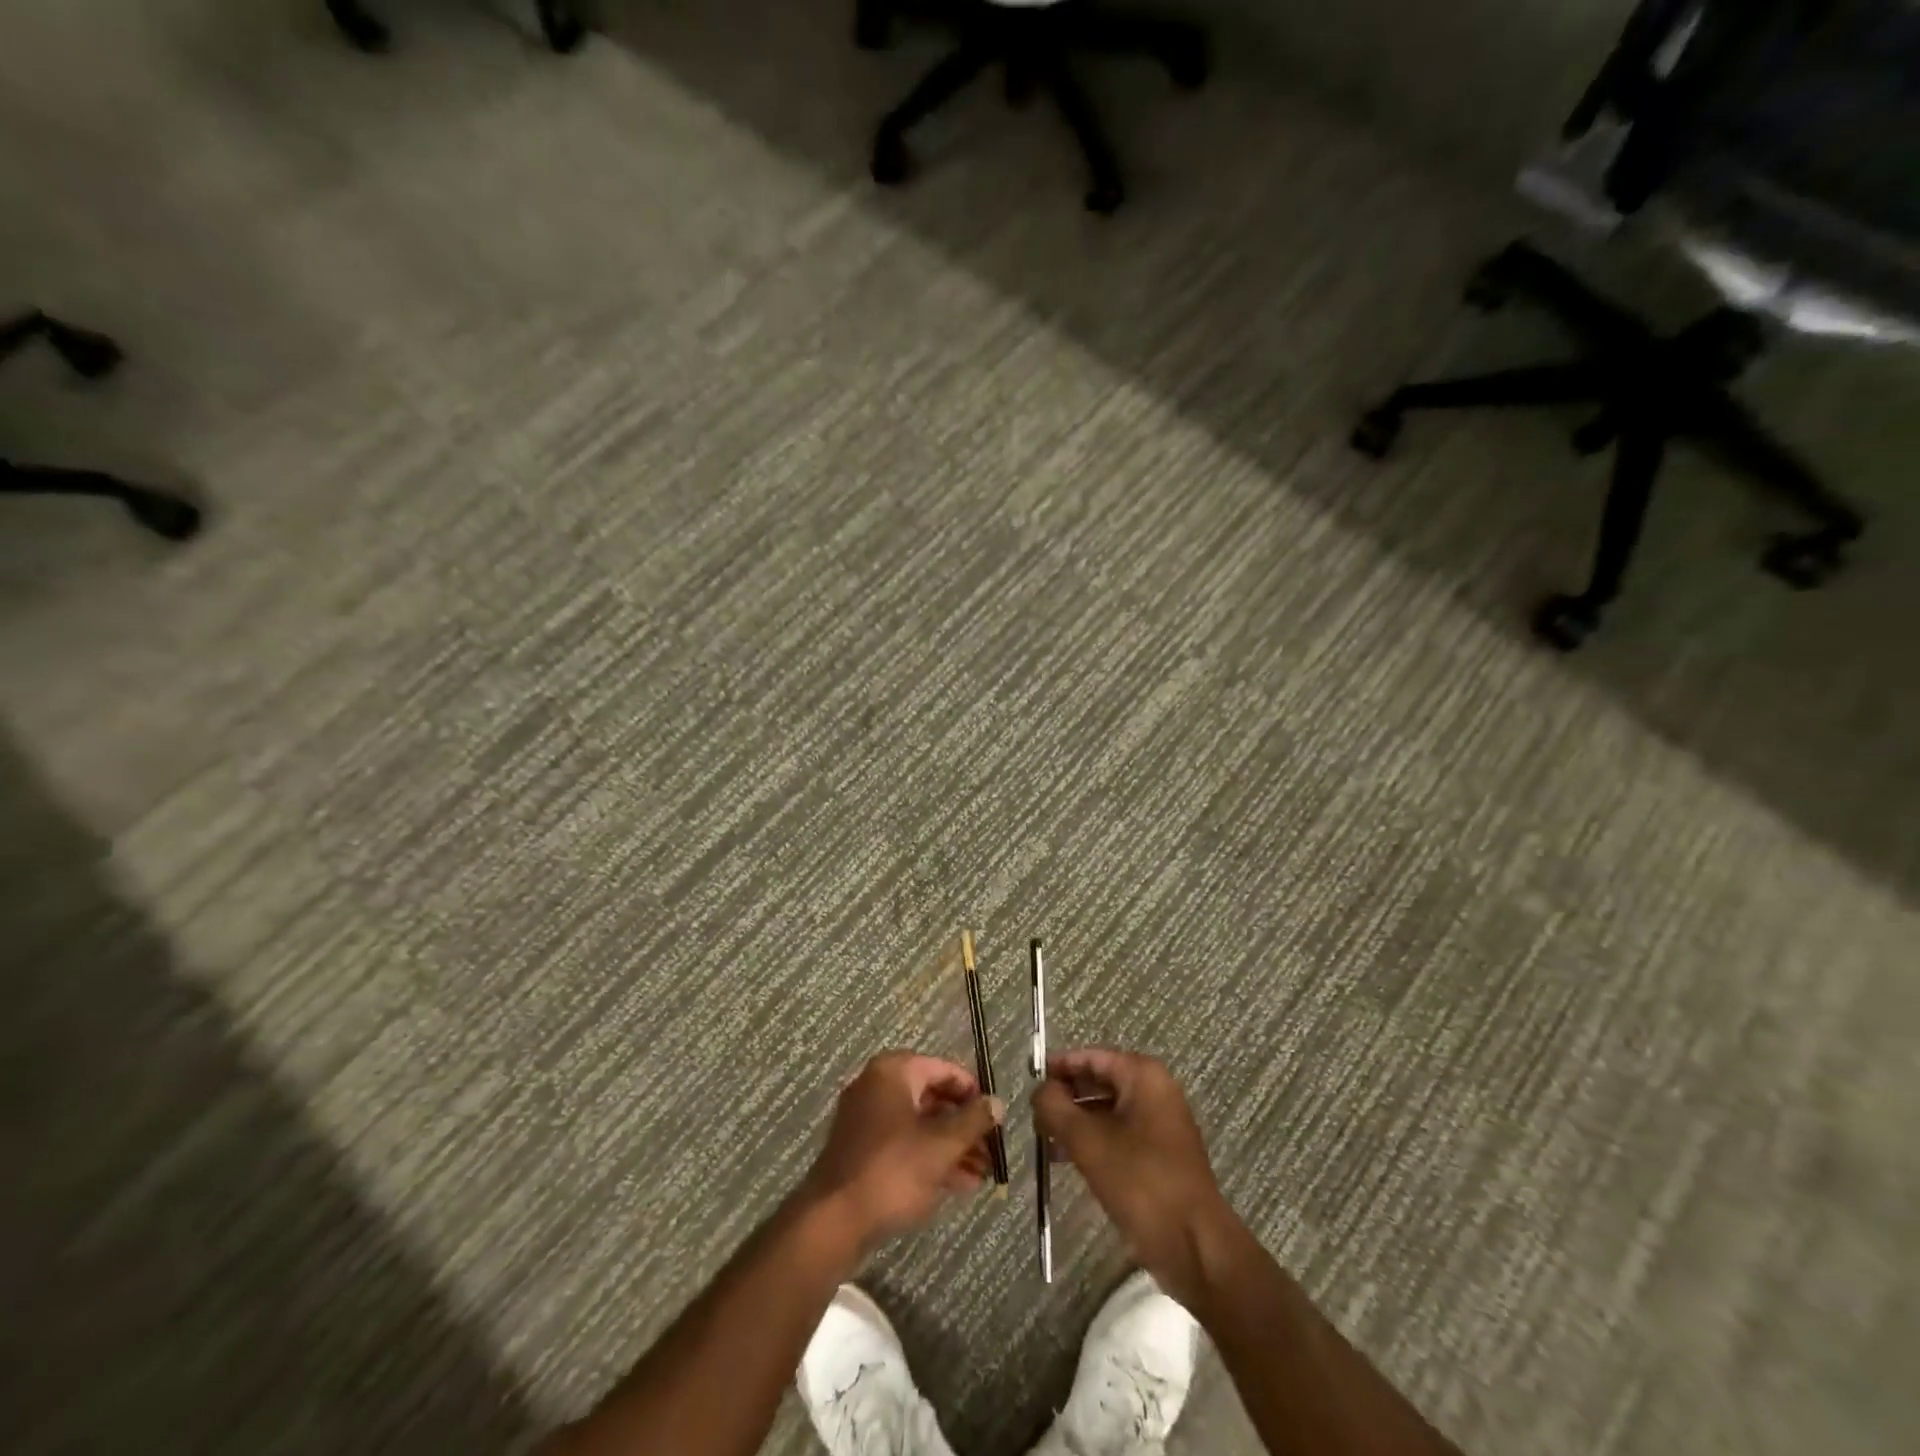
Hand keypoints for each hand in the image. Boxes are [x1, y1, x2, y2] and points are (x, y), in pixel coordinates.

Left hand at [801, 1050, 1004, 1255]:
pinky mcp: (862, 1150)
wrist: (834, 1221)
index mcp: (893, 1072)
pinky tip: (959, 1184)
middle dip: (964, 1126)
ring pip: (920, 1125)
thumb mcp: (941, 1145)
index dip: (972, 1092)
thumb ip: (973, 1121)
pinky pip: (904, 1144)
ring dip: (952, 1146)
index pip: (943, 1069)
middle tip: (991, 1150)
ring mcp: (866, 1119)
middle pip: (932, 1098)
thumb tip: (997, 1102)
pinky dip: (930, 1158)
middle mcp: (877, 1086)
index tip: (994, 1116)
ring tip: (982, 1174)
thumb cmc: (892, 1171)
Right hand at [1033, 1048, 1239, 1307]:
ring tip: (1044, 1140)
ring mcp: (1160, 1124)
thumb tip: (1039, 1090)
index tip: (1030, 1081)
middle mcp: (1154, 1091)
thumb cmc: (1141, 1182)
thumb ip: (1055, 1108)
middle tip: (1034, 1115)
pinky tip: (1066, 1160)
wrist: (1194, 1246)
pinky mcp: (1159, 1155)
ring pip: (1106, 1111)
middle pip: (1099, 1081)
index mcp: (1143, 1076)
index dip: (1059, 1066)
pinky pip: (1118, 1135)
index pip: (1091, 1057)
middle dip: (1066, 1097)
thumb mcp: (1087, 1141)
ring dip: (1075, 1122)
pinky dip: (1092, 1141)